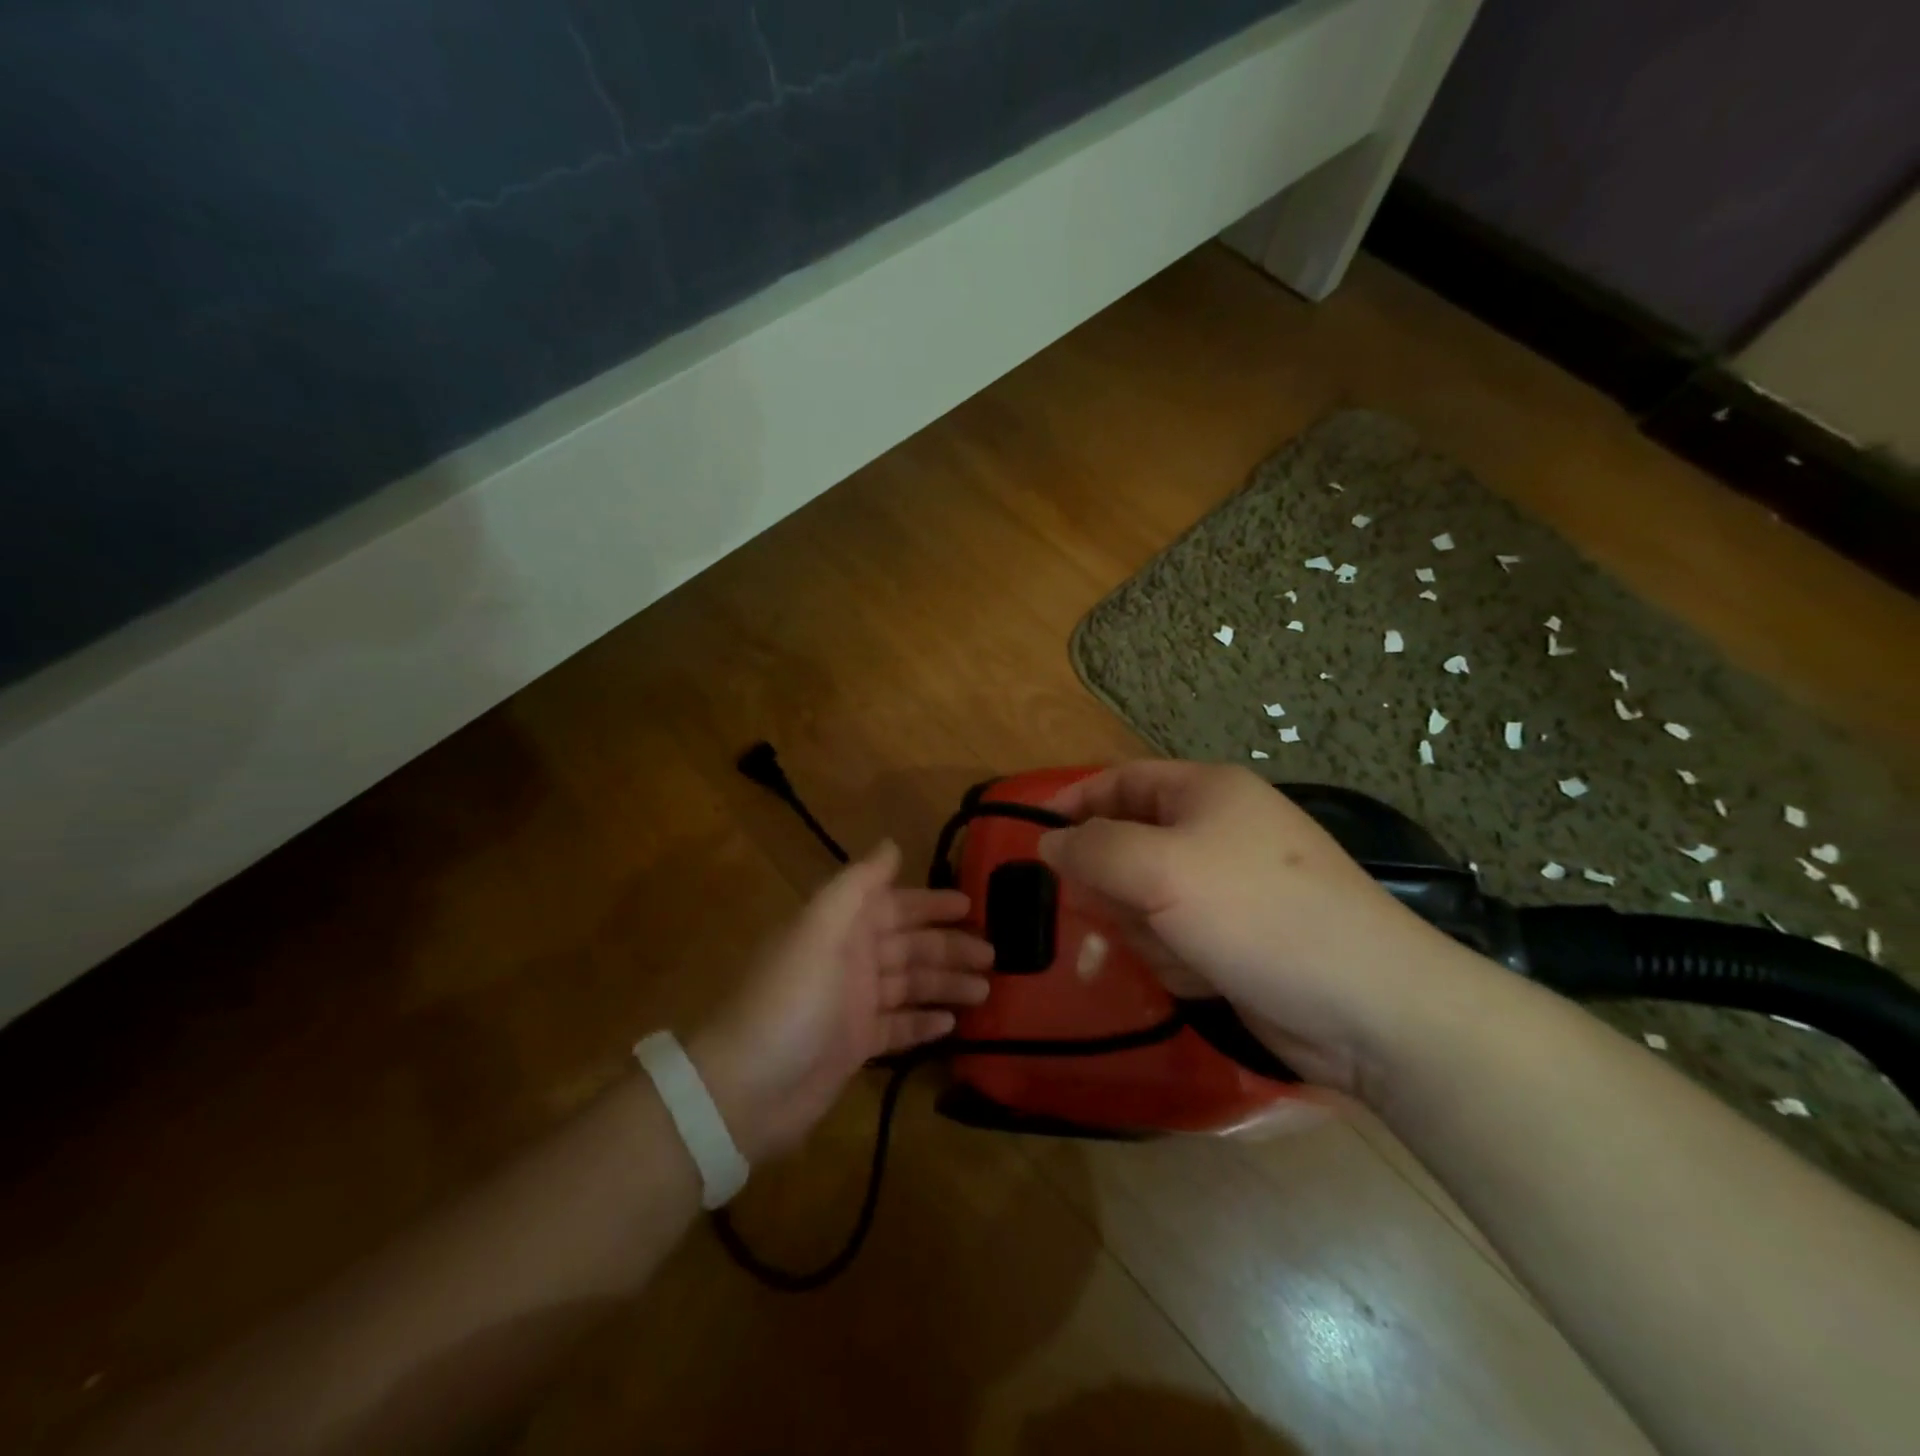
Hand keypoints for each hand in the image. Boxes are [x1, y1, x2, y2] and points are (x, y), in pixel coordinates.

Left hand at [689, 842, 992, 1161]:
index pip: (895, 906)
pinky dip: (924, 1021)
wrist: (746, 1088)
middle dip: (950, 947)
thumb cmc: (791, 1000)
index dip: (931, 903)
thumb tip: (892, 844)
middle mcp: (849, 960)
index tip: (972, 904)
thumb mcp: (820, 929)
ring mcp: (853, 1005)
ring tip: (985, 991)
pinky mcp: (855, 1046)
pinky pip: (898, 1026)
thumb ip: (857, 885)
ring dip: (946, 983)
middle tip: (994, 955)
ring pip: (910, 985)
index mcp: (841, 928)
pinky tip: (953, 1023)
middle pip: (909, 946)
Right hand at [1038, 761, 1479, 1097]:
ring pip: (1143, 899)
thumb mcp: (1160, 869)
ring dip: (1145, 930)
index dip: (1075, 803)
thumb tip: (1046, 842)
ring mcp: (1226, 887)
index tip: (1035, 840)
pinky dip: (1174, 958)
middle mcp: (1215, 831)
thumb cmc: (1257, 914)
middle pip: (1126, 845)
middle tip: (1118, 914)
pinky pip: (1170, 938)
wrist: (1367, 1007)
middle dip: (1116, 887)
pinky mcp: (1233, 937)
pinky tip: (1201, 976)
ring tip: (1177, 952)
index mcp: (1206, 792)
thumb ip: (1093, 849)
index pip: (1121, 781)